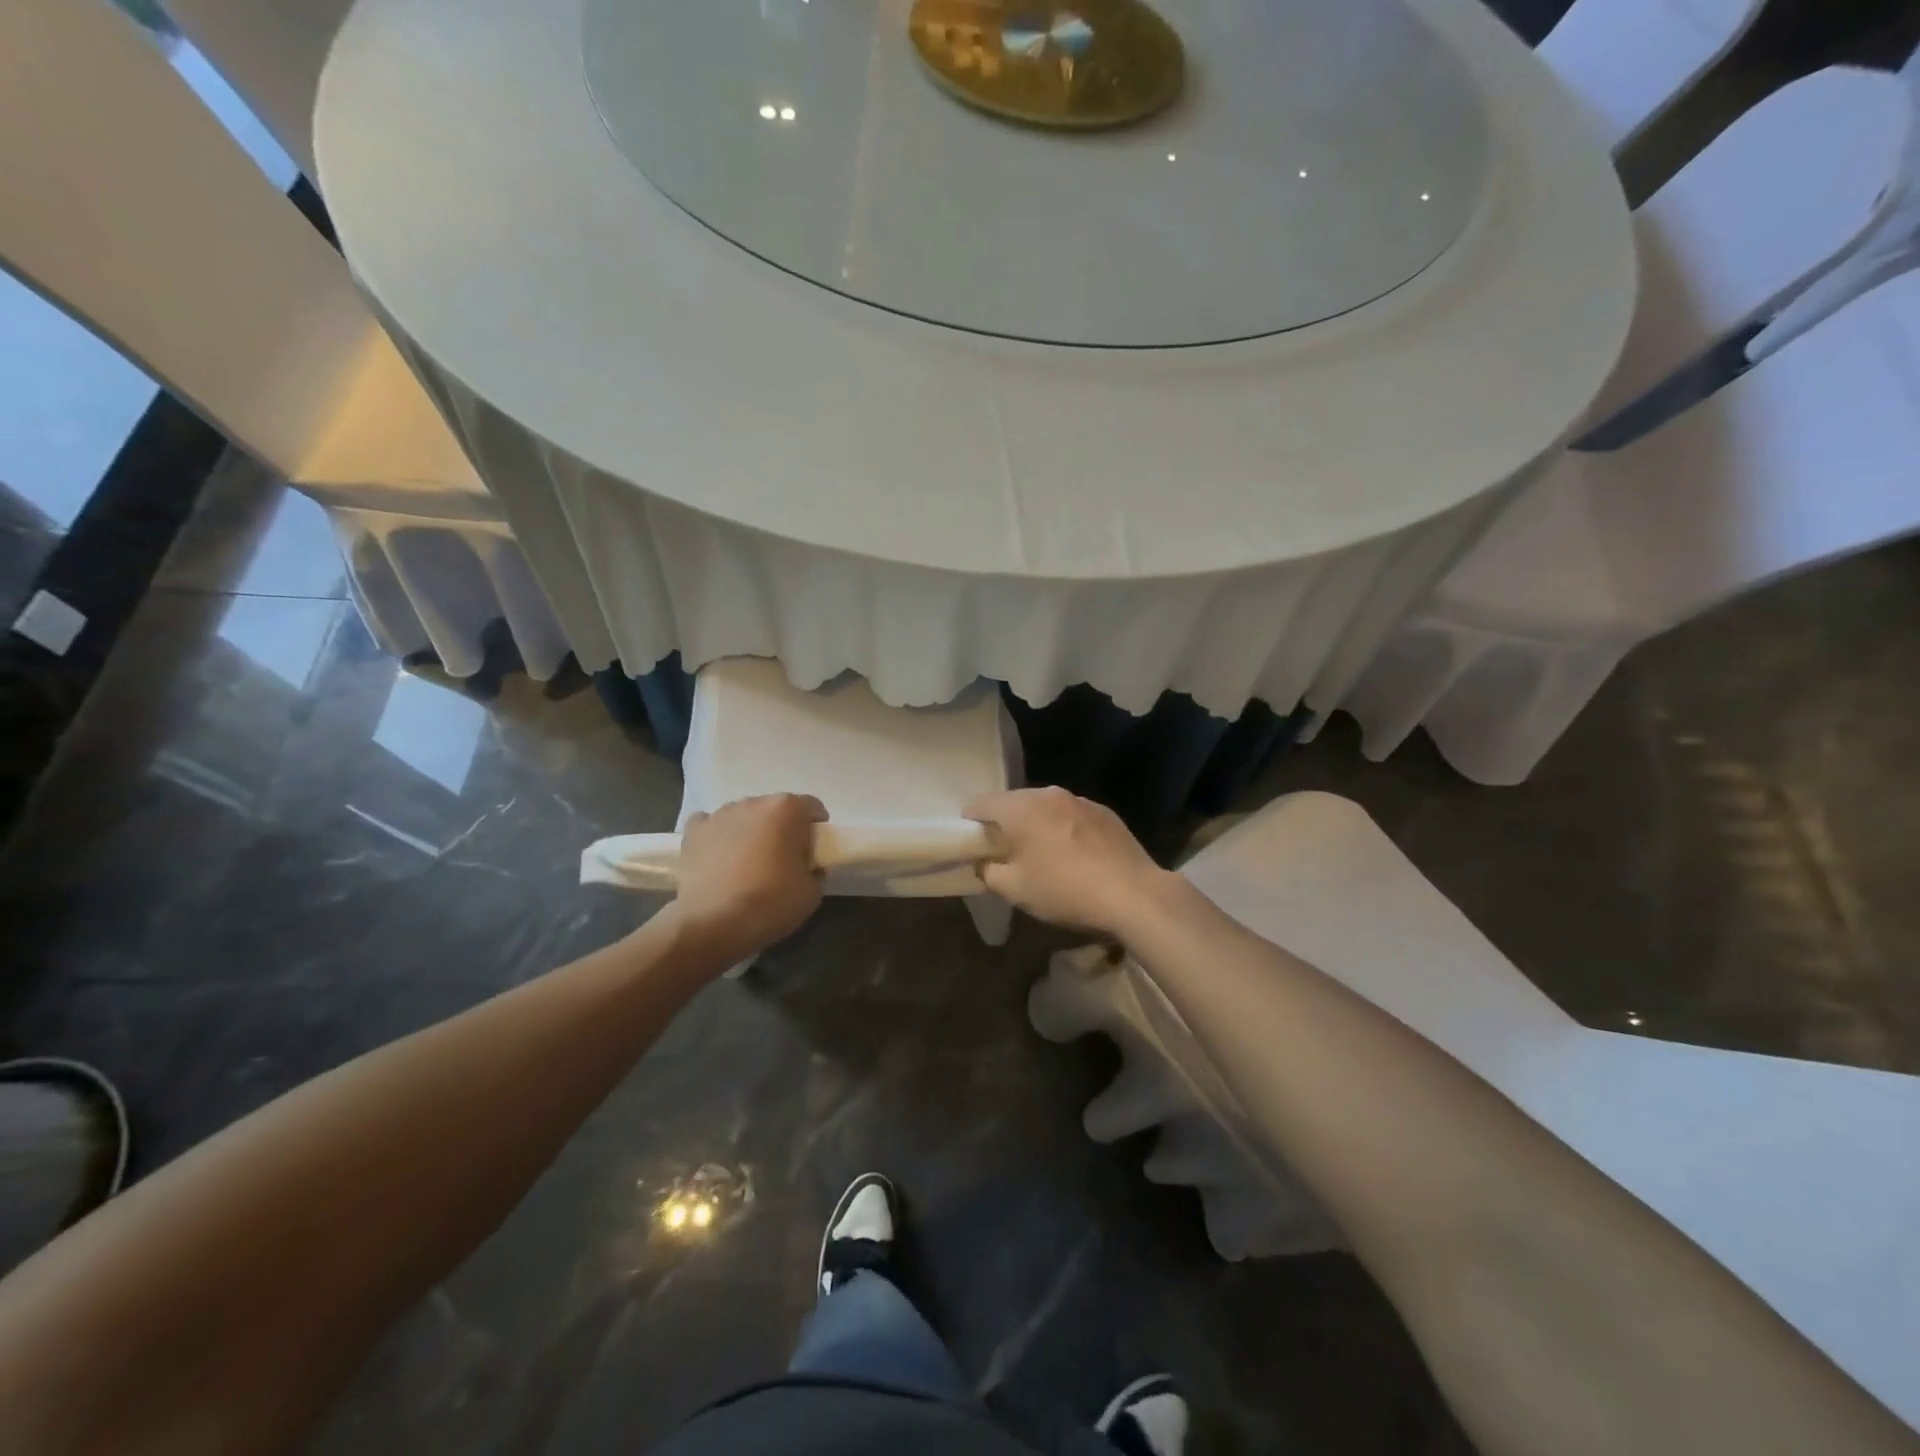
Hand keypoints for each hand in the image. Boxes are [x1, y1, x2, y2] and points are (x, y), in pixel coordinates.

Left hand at [673, 795, 827, 961]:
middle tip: (782, 860)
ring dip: (750, 832)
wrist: (713, 923)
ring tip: (747, 864)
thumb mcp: (812, 893)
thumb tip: (807, 869)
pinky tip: (718, 857)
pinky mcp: (693, 832)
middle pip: (775, 809)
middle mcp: (753, 802)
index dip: (816, 828)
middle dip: (781, 829)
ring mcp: (720, 815)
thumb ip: (814, 871)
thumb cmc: (771, 902)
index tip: (813, 851)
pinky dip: (717, 837)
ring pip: (743, 817)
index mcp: (787, 809)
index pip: (811, 807)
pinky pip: (710, 825)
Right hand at [965, 788, 1172, 936]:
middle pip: (1014, 801)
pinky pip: (1072, 815)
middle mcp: (1048, 794)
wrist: (1133, 894)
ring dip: (1037, 823)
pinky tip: (1073, 853)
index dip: (970, 820)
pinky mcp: (1105, 812)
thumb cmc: (1064, 890)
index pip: (981, 803)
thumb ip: (988, 871)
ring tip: (1041, 851)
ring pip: (1045, 806)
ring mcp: (1080, 800)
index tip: (970, 840)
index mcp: (1020, 808)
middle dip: (1005, 821)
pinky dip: (1064, 828)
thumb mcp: (1014, 890)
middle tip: (1004, 849)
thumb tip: (983, 862)